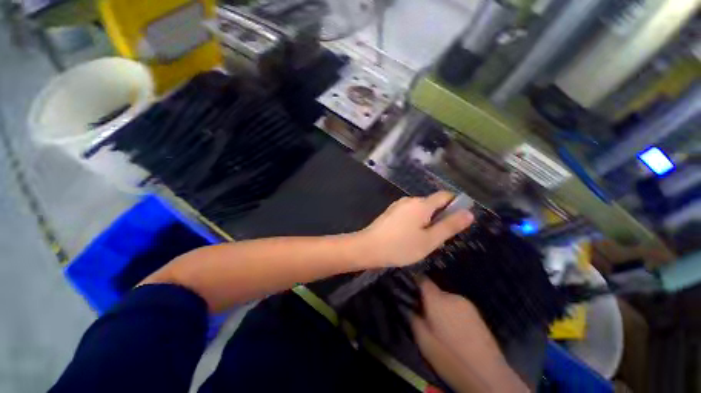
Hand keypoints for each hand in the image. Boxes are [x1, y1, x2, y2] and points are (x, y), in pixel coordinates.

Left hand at [357, 191, 472, 267]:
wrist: (368, 247)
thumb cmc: (401, 246)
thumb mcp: (429, 240)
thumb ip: (449, 226)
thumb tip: (469, 212)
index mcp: (422, 204)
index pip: (445, 196)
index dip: (456, 204)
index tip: (458, 221)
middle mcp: (410, 200)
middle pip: (432, 203)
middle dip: (440, 216)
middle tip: (438, 238)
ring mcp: (398, 205)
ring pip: (420, 209)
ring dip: (427, 221)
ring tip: (423, 240)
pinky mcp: (390, 212)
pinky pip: (409, 213)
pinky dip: (415, 222)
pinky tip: (409, 237)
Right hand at [411, 280, 528, 391]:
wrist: (488, 376)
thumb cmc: (450, 358)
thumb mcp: (423, 341)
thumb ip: (413, 318)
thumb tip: (409, 306)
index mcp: (437, 300)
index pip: (422, 279)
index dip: (413, 280)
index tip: (407, 287)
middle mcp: (452, 297)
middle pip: (434, 290)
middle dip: (427, 299)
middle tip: (423, 314)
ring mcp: (467, 304)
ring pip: (446, 299)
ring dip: (440, 307)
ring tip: (439, 325)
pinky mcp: (476, 313)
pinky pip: (457, 306)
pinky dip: (451, 312)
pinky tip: (453, 330)